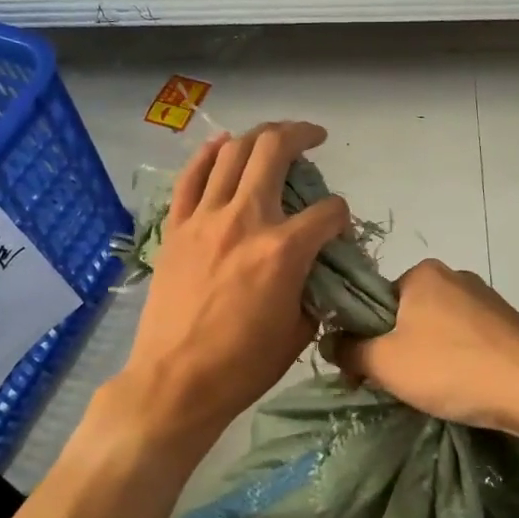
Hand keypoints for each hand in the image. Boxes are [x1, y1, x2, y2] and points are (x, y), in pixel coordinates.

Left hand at [116, 122, 348, 444]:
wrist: (176, 381)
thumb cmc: (244, 366)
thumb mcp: (299, 331)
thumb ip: (315, 288)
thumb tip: (318, 268)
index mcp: (283, 250)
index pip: (328, 211)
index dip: (341, 215)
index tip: (339, 227)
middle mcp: (245, 220)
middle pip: (274, 152)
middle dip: (301, 136)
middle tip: (313, 137)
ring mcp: (205, 219)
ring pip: (232, 153)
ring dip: (258, 136)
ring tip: (272, 137)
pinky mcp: (176, 228)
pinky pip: (191, 177)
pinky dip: (208, 154)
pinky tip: (222, 146)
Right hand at [327, 259, 518, 434]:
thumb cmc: (450, 366)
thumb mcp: (385, 362)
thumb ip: (349, 350)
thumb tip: (329, 342)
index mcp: (421, 273)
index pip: (375, 300)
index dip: (363, 336)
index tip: (364, 371)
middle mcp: (454, 276)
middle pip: (407, 314)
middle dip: (396, 348)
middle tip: (395, 385)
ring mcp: (487, 300)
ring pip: (438, 329)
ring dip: (428, 356)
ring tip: (432, 391)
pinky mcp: (510, 325)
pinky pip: (468, 341)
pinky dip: (458, 361)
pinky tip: (462, 387)